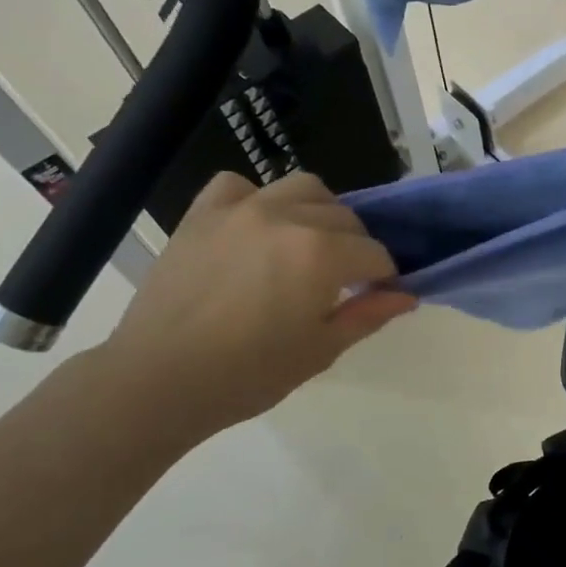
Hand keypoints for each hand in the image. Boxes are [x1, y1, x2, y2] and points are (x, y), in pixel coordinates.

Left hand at [88, 171, 414, 441]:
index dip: (384, 276)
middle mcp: (286, 218)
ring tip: (308, 244)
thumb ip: (368, 315)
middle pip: (344, 218)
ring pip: (302, 187)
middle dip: (356, 246)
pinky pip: (239, 185)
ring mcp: (240, 210)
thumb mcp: (321, 350)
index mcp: (321, 255)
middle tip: (345, 281)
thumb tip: (406, 295)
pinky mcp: (202, 213)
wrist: (158, 380)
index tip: (378, 295)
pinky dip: (257, 199)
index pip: (374, 253)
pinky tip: (256, 227)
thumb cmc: (248, 375)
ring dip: (318, 212)